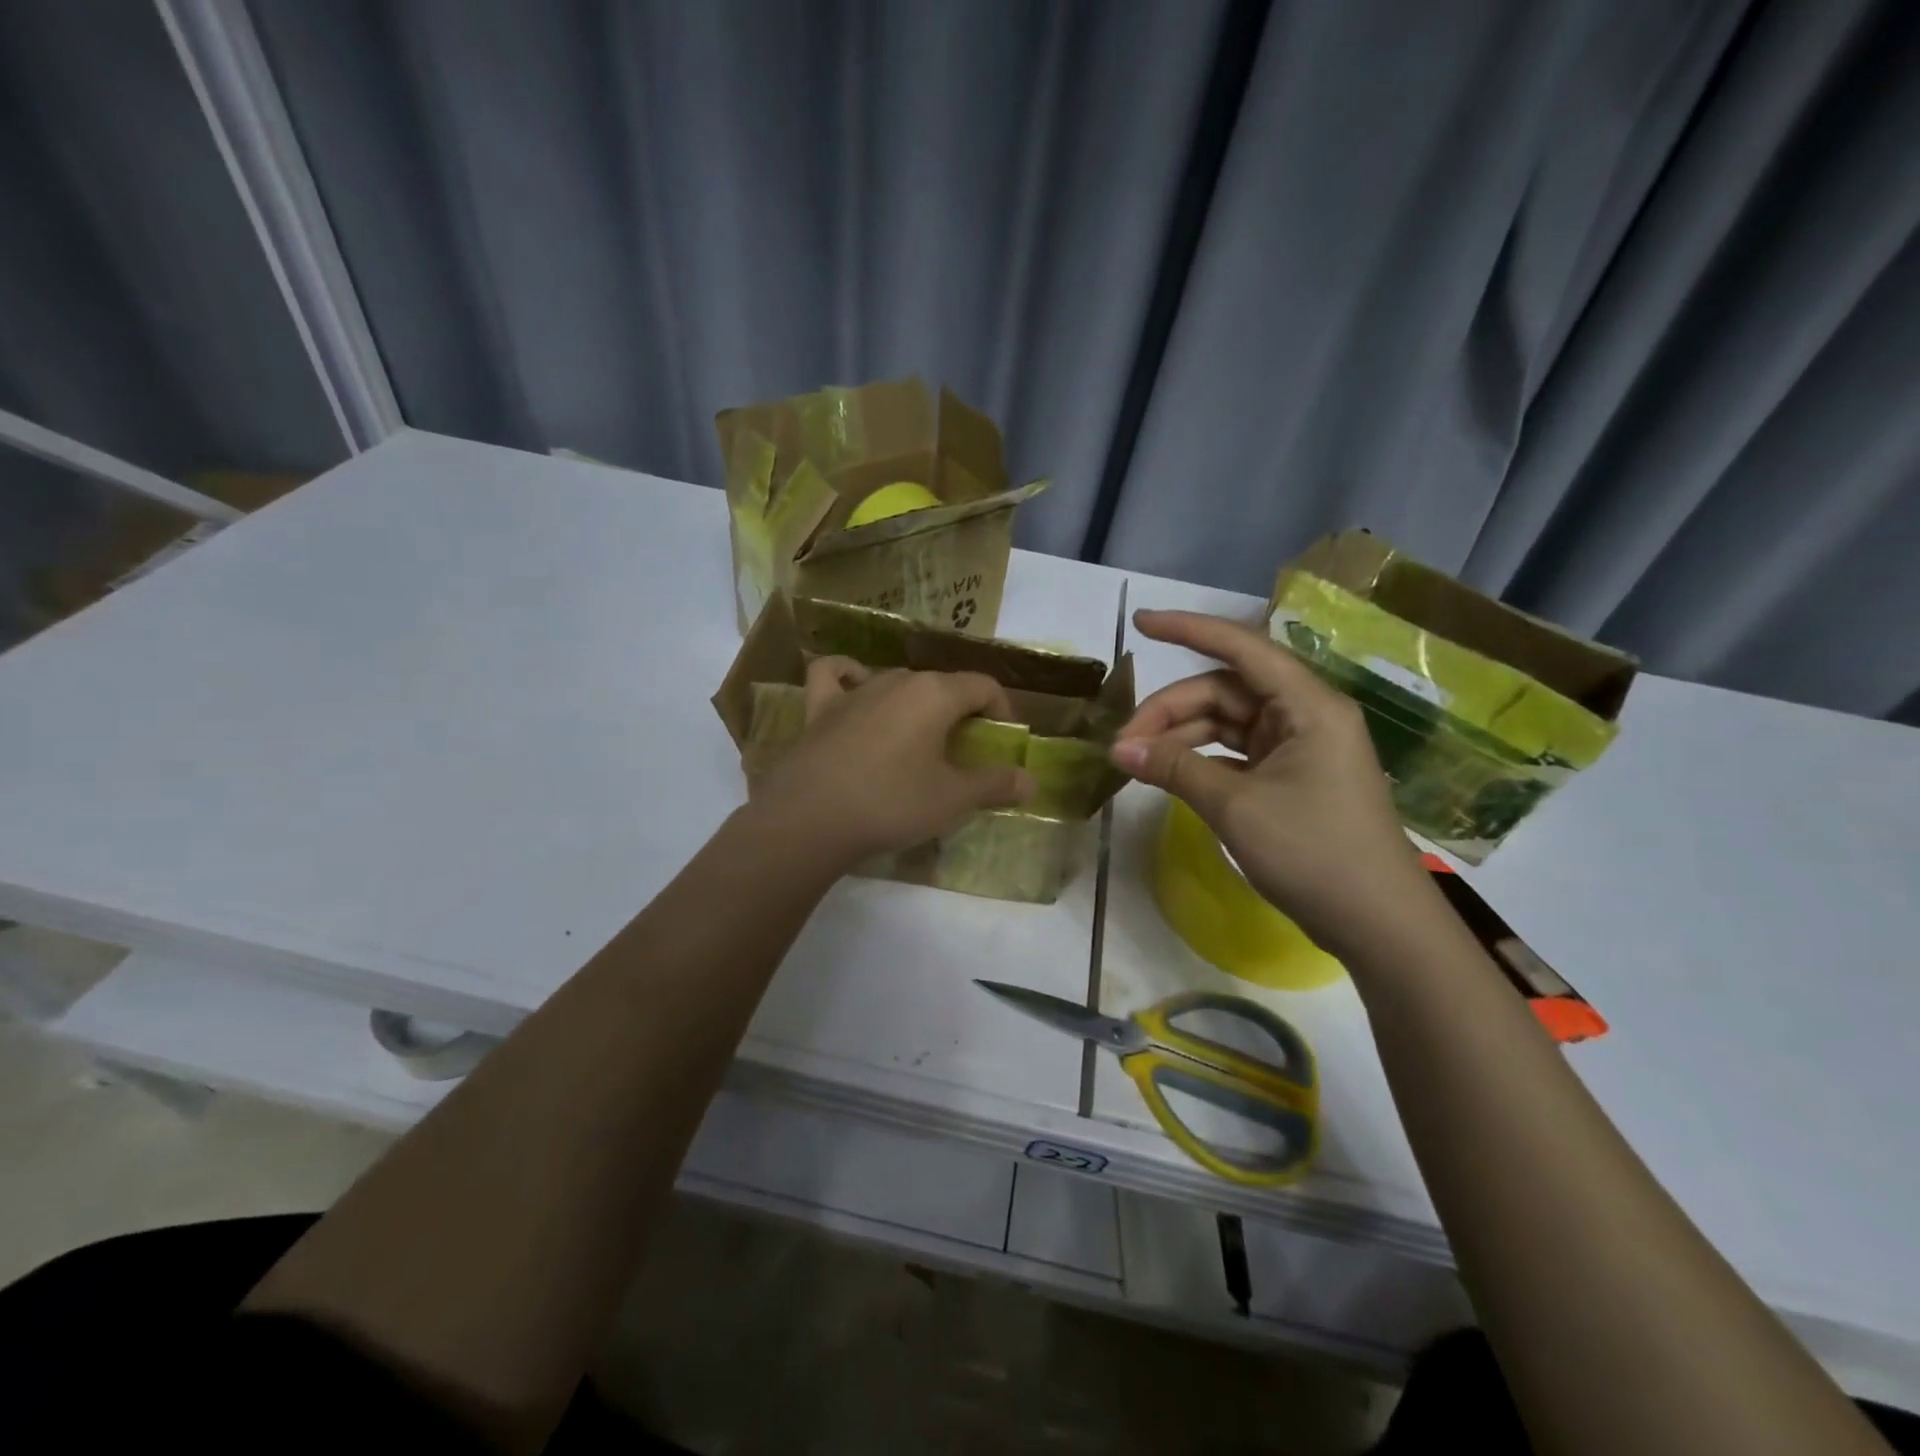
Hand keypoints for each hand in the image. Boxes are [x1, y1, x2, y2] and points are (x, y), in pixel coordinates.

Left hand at [750, 657, 1034, 866]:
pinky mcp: (819, 708)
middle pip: (941, 685)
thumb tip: (1031, 781)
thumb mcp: (953, 799)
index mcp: (935, 693)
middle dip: (961, 711)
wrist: (810, 818)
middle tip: (965, 751)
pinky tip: (855, 689)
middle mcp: (896, 679)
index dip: (1002, 710)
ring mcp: (854, 690)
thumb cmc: (891, 803)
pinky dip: (848, 676)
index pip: (983, 686)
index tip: (1004, 740)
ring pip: (896, 681)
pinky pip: (834, 676)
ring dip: (916, 702)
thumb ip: (995, 785)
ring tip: (919, 737)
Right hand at [1111, 610, 1435, 955]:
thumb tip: (1118, 749)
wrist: (1377, 924)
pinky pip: (1235, 752)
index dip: (1187, 629)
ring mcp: (1298, 747)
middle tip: (1124, 743)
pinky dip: (1200, 759)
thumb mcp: (1236, 806)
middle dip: (1170, 710)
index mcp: (1307, 705)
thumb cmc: (1314, 853)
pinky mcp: (1291, 777)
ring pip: (1226, 723)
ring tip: (1137, 761)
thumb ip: (1175, 768)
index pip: (1240, 648)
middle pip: (1224, 691)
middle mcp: (1304, 715)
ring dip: (1181, 737)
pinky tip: (1170, 775)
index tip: (1138, 623)